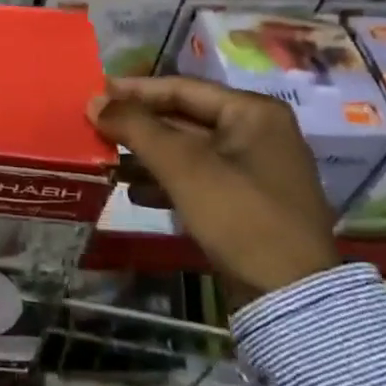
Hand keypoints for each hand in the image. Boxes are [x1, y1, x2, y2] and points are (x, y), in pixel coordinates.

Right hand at [88, 76, 338, 308]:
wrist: (291, 297)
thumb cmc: (239, 214)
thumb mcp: (183, 166)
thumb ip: (136, 128)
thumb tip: (94, 101)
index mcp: (253, 112)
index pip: (182, 88)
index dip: (135, 90)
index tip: (96, 93)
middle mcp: (258, 132)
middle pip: (185, 117)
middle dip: (140, 125)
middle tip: (97, 125)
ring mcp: (255, 170)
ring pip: (188, 150)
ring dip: (148, 154)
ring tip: (108, 159)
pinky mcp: (247, 203)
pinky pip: (198, 178)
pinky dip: (167, 180)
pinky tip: (135, 192)